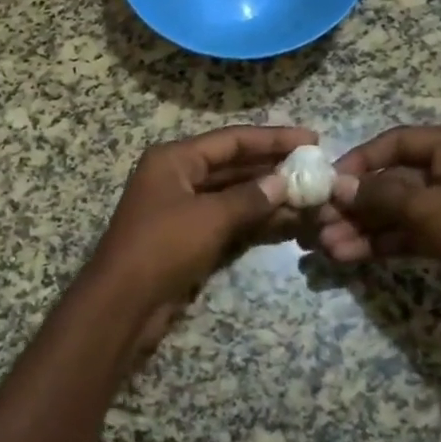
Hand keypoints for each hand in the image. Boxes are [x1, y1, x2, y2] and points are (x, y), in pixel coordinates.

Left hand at [91, 125, 317, 306]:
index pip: (231, 140)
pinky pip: (227, 219)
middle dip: (273, 168)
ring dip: (268, 196)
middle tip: (317, 169)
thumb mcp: (209, 218)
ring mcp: (182, 208)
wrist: (123, 302)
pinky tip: (288, 221)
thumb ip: (249, 198)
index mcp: (174, 159)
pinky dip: (254, 219)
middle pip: (232, 165)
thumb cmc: (162, 247)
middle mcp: (177, 176)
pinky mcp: (188, 237)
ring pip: (233, 194)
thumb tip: (284, 183)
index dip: (272, 139)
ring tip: (312, 196)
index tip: (312, 140)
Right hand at [307, 126, 440, 326]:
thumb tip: (337, 187)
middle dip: (357, 204)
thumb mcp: (427, 208)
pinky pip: (414, 232)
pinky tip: (350, 255)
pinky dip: (384, 242)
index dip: (360, 160)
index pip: (399, 141)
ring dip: (364, 228)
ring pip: (401, 210)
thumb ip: (378, 194)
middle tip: (320, 222)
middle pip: (396, 179)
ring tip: (326, 247)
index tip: (328, 182)